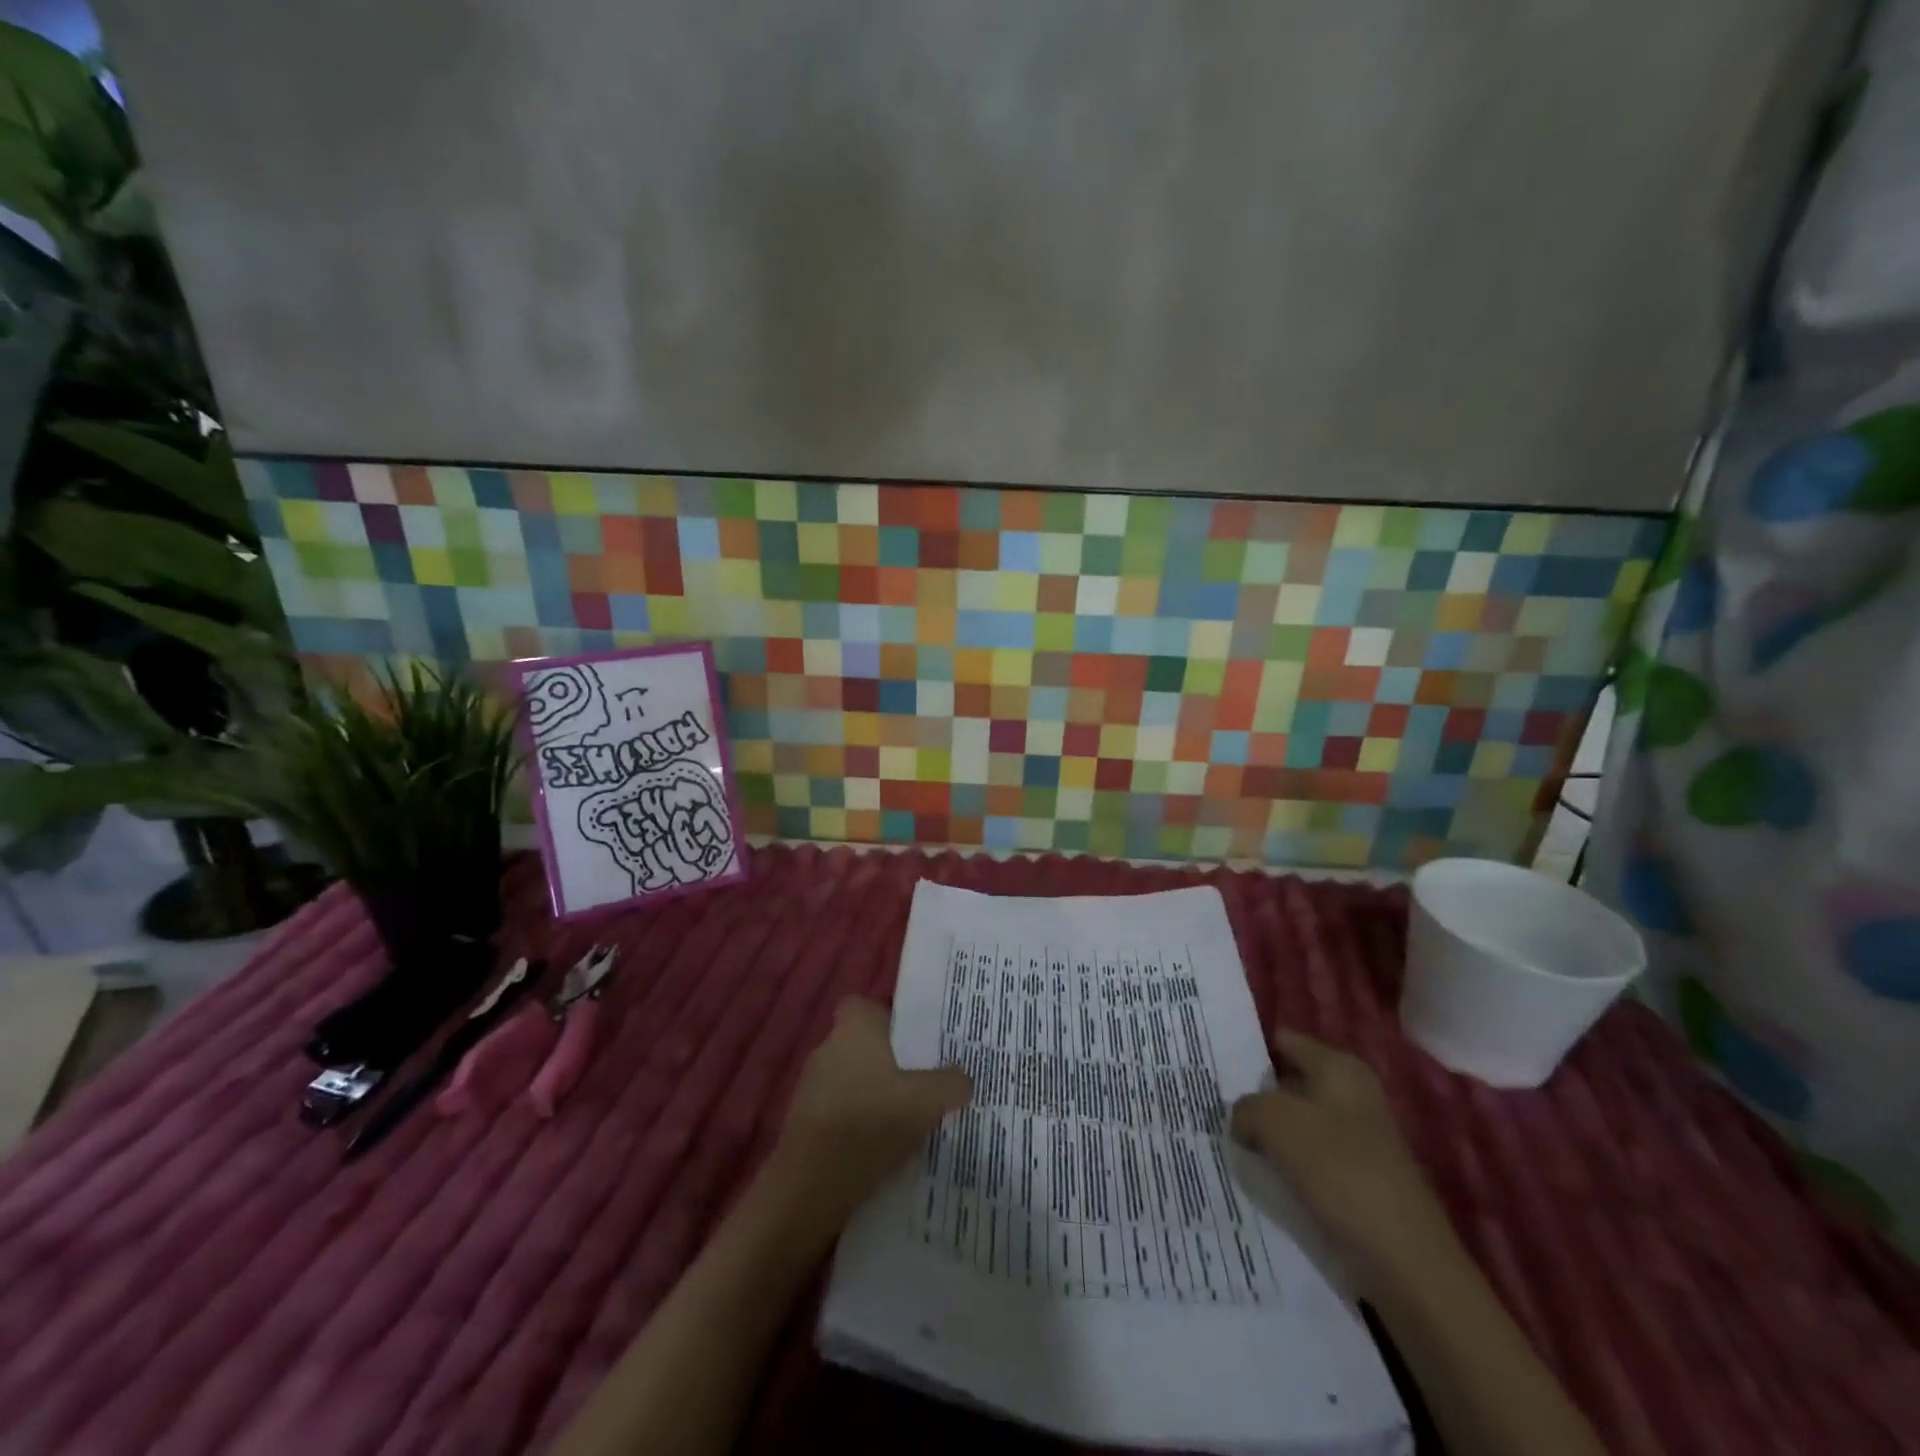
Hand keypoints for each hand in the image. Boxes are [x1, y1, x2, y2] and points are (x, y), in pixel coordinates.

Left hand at [770, 997, 971, 1221]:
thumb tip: (963, 1078)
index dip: (891, 1017)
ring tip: (912, 1117)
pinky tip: (886, 1147)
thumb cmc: (869, 1123)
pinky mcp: (806, 1124)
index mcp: (854, 1027)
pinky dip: (862, 1123)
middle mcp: (828, 1047)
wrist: (810, 1188)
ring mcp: (812, 1086)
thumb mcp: (927, 1100)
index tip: (917, 1038)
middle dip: (892, 1060)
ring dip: (877, 1095)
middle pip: (865, 1044)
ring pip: (855, 1079)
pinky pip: (843, 1111)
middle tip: (927, 1079)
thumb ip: (951, 1082)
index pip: (866, 1004)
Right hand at [1231, 1029, 1455, 1294]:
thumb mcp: (1275, 1120)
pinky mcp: (1354, 1182)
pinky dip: (1283, 1167)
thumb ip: (1246, 1107)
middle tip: (1209, 1102)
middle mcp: (1351, 1096)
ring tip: (1225, 1139)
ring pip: (1294, 1125)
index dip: (1248, 1047)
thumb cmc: (1339, 1169)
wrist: (1404, 1261)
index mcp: (1339, 1067)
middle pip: (1288, 1083)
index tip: (1211, 1060)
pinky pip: (1306, 1162)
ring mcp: (1356, 1141)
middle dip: (1253, 1094)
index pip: (1284, 1041)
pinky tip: (1257, 1176)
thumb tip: (1242, 1121)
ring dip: (1266, 1134)